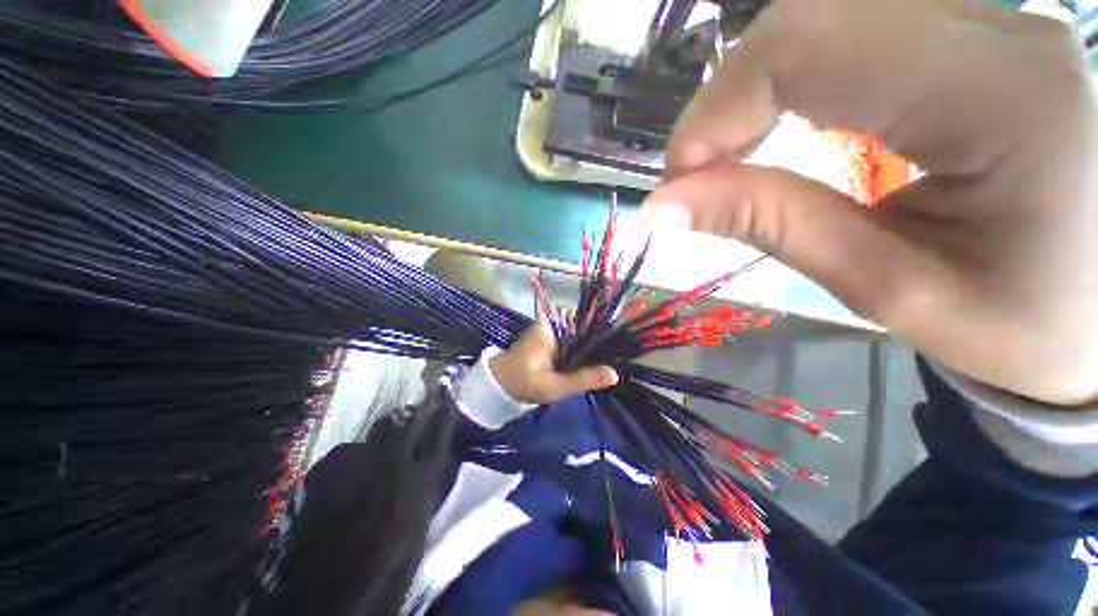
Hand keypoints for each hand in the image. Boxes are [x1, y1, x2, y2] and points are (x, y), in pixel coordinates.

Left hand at [491, 317, 618, 404]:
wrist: (498, 386)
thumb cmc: (523, 383)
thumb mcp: (555, 385)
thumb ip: (584, 379)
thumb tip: (615, 374)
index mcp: (552, 326)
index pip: (586, 329)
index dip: (601, 344)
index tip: (613, 359)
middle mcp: (551, 323)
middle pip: (582, 334)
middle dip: (591, 352)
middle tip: (603, 371)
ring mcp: (548, 330)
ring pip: (576, 341)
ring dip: (584, 356)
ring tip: (595, 371)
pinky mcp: (546, 339)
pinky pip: (568, 344)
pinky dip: (574, 356)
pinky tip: (582, 368)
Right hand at [641, 0, 1097, 405]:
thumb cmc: (1016, 324)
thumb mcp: (884, 289)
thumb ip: (767, 224)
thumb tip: (658, 208)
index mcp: (1002, 93)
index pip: (805, 48)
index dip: (713, 113)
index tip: (677, 183)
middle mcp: (1000, 25)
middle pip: (808, 17)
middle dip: (725, 100)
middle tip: (698, 176)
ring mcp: (990, 18)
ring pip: (822, 15)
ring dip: (752, 88)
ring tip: (730, 156)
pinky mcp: (975, 32)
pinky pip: (851, 27)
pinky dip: (787, 76)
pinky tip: (778, 123)